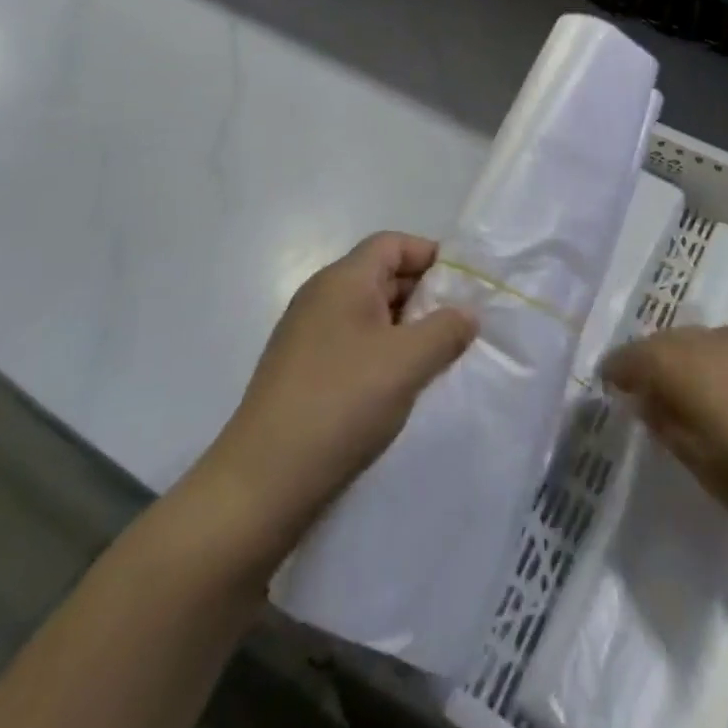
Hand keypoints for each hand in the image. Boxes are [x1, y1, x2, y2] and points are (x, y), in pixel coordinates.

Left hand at [176, 233, 477, 573]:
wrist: (261, 484)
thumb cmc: (341, 404)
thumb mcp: (407, 363)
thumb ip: (446, 330)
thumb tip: (466, 314)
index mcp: (342, 280)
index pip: (392, 243)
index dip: (430, 256)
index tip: (463, 287)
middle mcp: (320, 297)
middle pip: (380, 274)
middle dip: (423, 295)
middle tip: (457, 326)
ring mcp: (306, 335)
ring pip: (368, 312)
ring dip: (404, 328)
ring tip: (435, 359)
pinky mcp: (300, 371)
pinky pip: (351, 343)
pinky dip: (381, 353)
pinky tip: (397, 386)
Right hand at [601, 324, 727, 548]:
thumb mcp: (699, 463)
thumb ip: (666, 424)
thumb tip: (645, 399)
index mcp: (682, 366)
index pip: (634, 355)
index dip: (616, 369)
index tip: (606, 384)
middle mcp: (708, 341)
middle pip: (663, 341)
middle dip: (646, 360)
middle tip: (638, 389)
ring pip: (694, 339)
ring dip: (678, 357)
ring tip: (678, 388)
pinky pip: (721, 345)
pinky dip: (707, 358)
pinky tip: (719, 387)